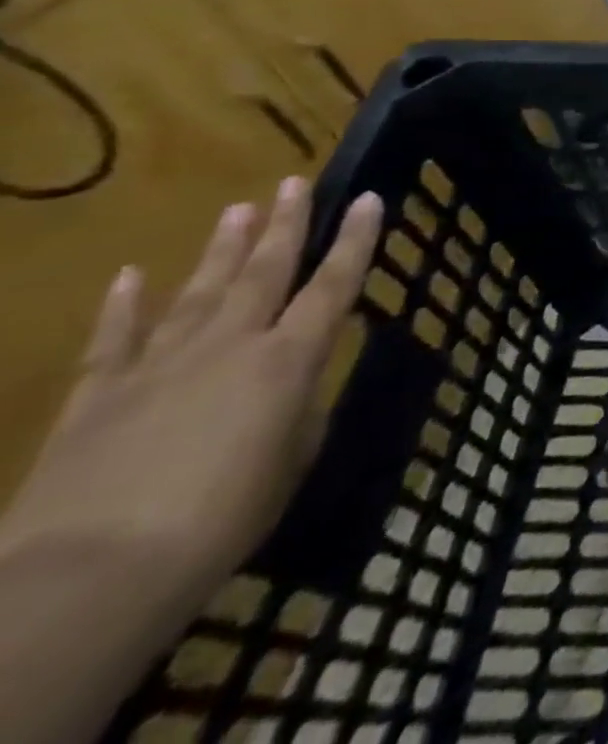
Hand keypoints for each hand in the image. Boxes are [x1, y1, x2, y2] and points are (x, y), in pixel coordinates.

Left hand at [1, 177, 382, 617]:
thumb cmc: (221, 519)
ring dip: (221, 249)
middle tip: (294, 182)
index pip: (334, 285)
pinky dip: (124, 305)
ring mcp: (158, 366)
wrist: (88, 576)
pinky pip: (114, 340)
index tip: (368, 197)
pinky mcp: (96, 397)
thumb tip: (290, 393)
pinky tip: (131, 275)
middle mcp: (230, 345)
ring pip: (199, 291)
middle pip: (264, 271)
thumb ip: (295, 416)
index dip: (355, 240)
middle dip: (285, 224)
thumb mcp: (289, 465)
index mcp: (288, 360)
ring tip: (238, 208)